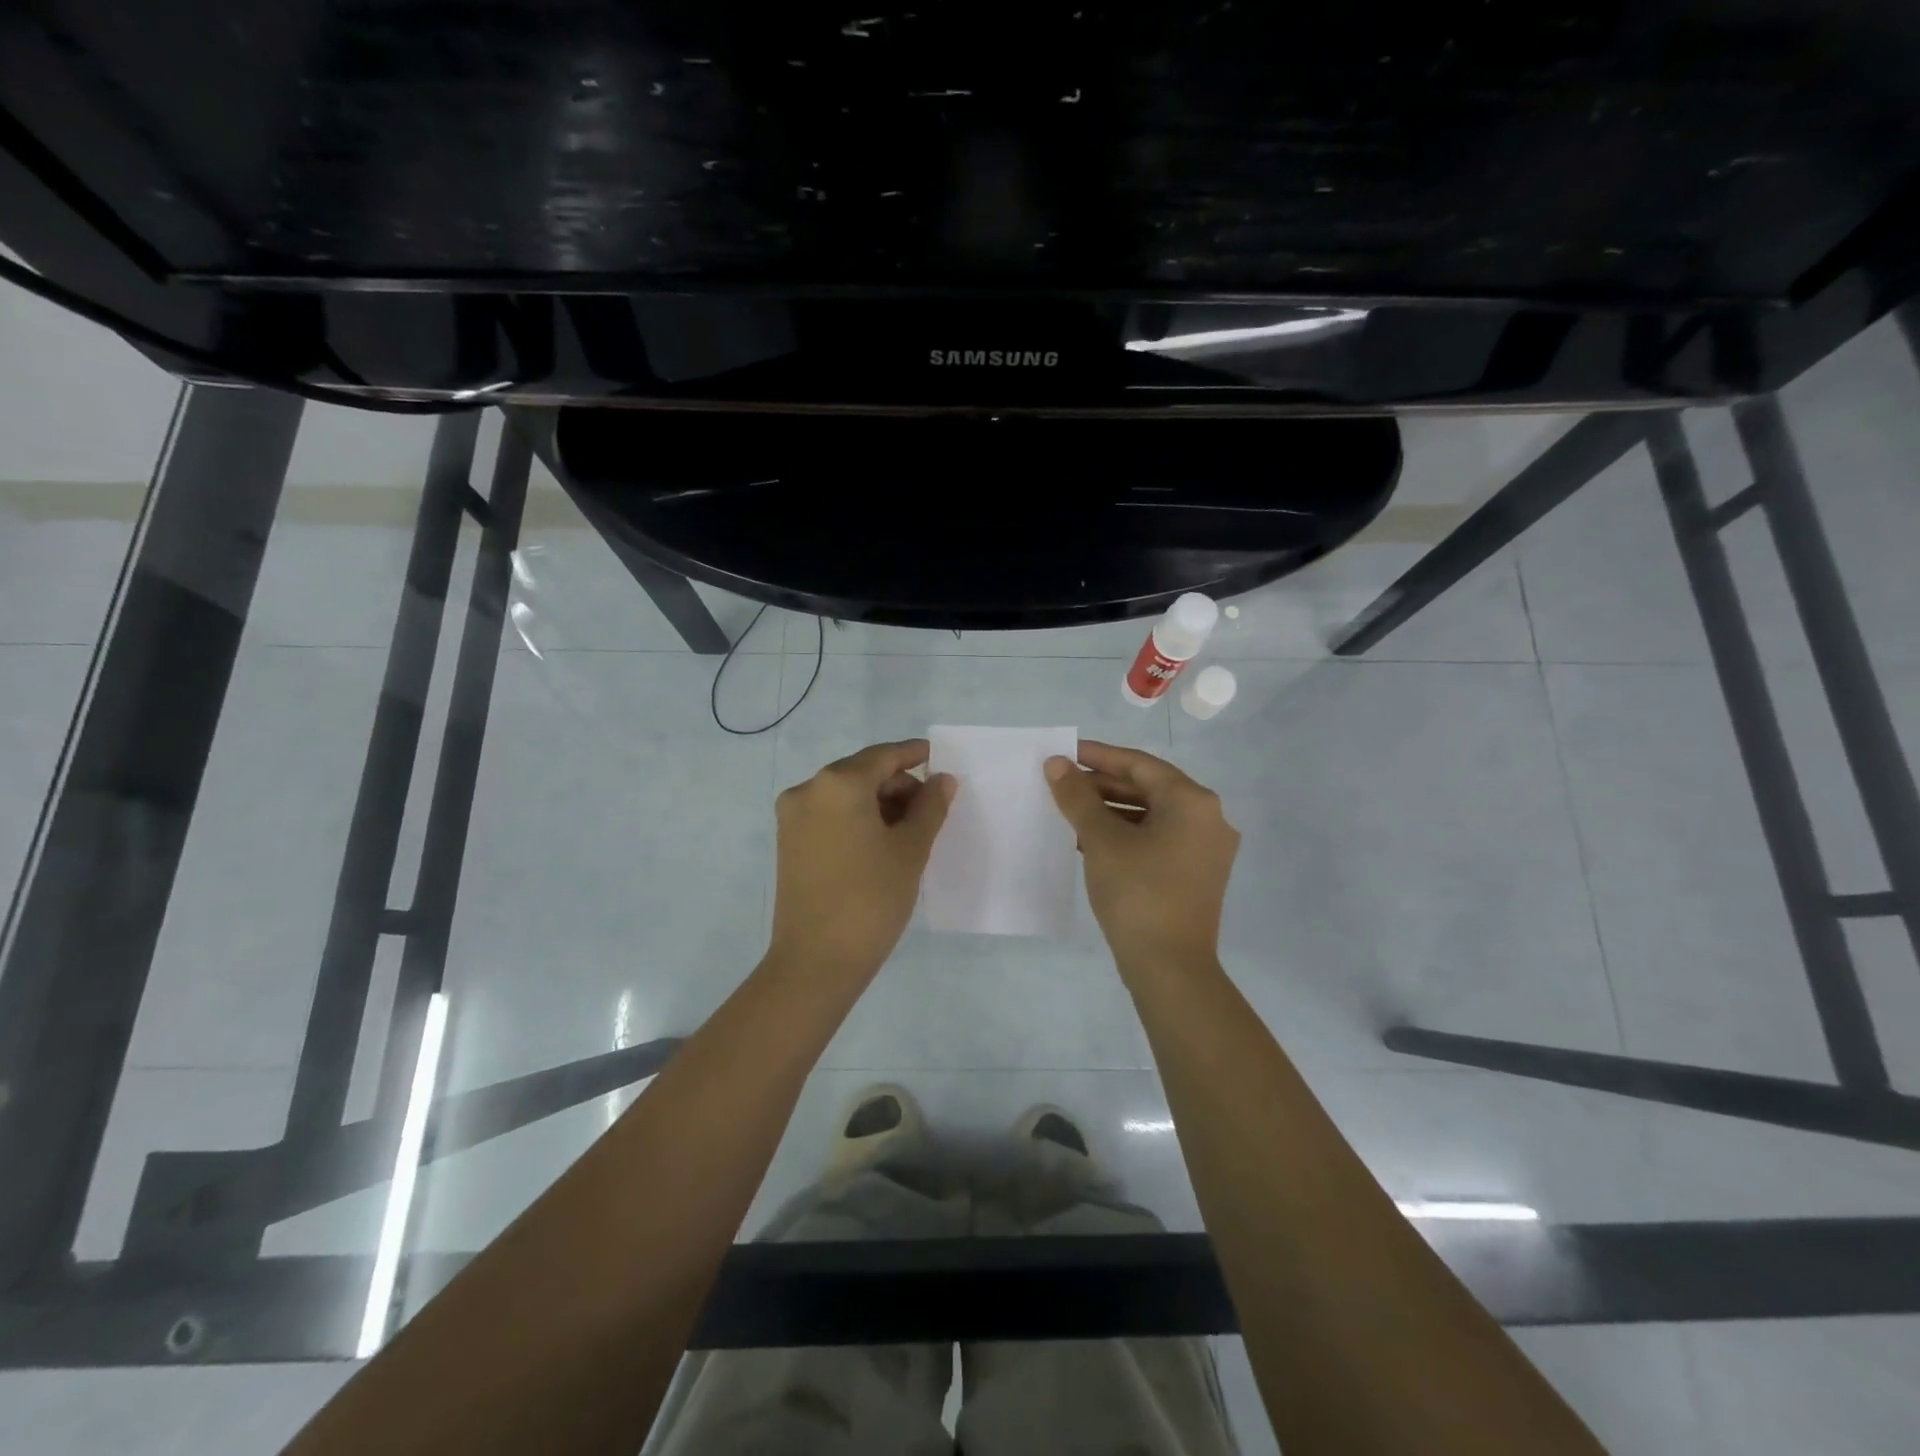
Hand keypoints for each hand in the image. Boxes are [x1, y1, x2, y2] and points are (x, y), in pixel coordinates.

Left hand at [768, 739, 956, 983]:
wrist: (816, 961)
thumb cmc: (871, 899)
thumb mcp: (910, 850)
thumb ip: (930, 807)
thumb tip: (942, 779)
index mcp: (838, 784)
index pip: (883, 756)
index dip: (913, 754)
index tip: (937, 756)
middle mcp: (809, 790)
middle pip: (862, 772)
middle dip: (898, 784)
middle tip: (931, 807)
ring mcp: (793, 817)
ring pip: (845, 794)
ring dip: (878, 802)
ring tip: (910, 830)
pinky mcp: (788, 841)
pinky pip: (830, 814)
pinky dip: (857, 818)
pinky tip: (881, 841)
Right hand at [1045, 741, 1238, 971]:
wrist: (1169, 968)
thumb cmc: (1137, 893)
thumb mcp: (1102, 840)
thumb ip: (1077, 797)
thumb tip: (1056, 764)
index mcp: (1193, 801)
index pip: (1140, 764)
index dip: (1099, 756)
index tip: (1065, 753)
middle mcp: (1208, 819)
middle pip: (1149, 788)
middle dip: (1103, 785)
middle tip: (1063, 784)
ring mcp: (1205, 849)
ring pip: (1152, 815)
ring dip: (1111, 810)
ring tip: (1071, 811)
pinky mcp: (1196, 875)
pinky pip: (1158, 839)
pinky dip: (1126, 834)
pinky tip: (1091, 841)